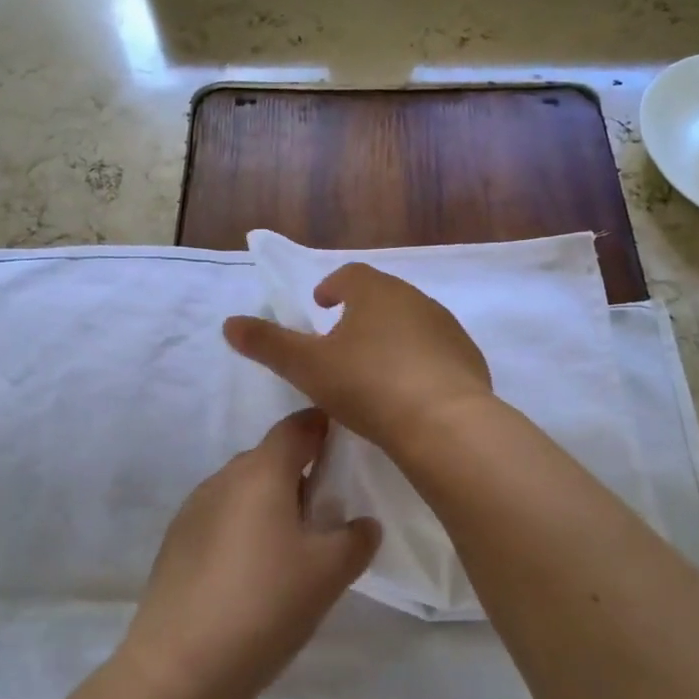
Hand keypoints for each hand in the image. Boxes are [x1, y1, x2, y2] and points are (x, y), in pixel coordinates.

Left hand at [120, 410, 379, 698]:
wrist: (180, 667)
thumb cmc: (265, 605)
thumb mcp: (329, 574)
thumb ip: (356, 539)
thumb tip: (363, 523)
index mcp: (262, 471)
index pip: (298, 426)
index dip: (324, 428)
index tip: (346, 448)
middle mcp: (224, 477)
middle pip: (270, 458)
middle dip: (301, 474)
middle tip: (328, 512)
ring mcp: (194, 508)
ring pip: (244, 489)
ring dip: (271, 504)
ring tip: (292, 549)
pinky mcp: (177, 541)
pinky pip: (222, 517)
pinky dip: (244, 528)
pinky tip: (253, 573)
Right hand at [222, 264, 494, 454]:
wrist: (445, 423)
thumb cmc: (368, 385)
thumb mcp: (307, 366)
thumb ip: (267, 343)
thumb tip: (229, 323)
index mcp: (375, 292)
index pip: (350, 275)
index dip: (332, 287)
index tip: (322, 305)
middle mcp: (415, 299)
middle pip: (382, 296)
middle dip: (362, 311)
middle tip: (343, 339)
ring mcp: (447, 328)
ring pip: (412, 322)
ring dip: (392, 335)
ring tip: (375, 368)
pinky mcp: (468, 358)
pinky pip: (437, 351)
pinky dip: (421, 361)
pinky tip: (411, 391)